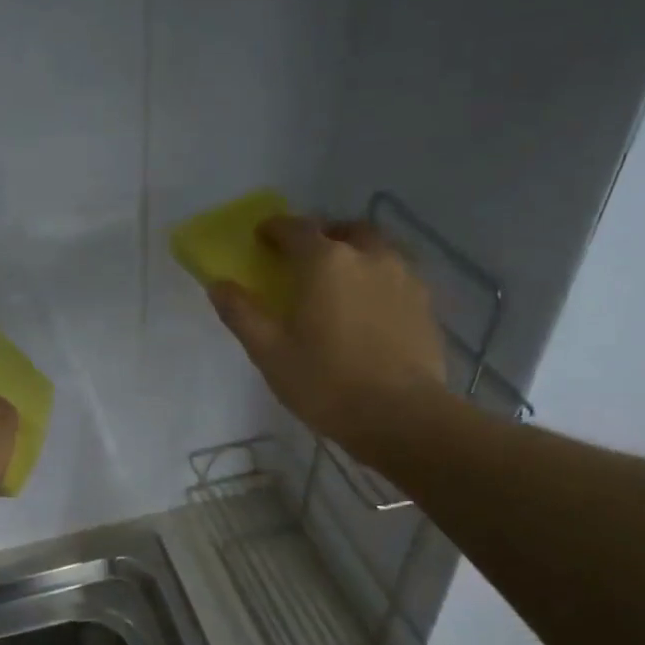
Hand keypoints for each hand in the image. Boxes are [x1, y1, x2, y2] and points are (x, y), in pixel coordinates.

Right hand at [211, 215, 448, 462]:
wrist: (402, 416)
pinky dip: (378, 279)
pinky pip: (397, 276)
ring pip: (376, 249)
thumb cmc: (326, 383)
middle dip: (322, 236)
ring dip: (355, 254)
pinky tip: (370, 308)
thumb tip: (218, 285)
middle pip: (344, 230)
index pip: (296, 228)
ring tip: (341, 282)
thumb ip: (242, 314)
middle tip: (306, 258)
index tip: (262, 237)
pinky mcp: (425, 303)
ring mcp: (404, 277)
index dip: (275, 229)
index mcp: (326, 262)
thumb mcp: (270, 353)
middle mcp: (368, 257)